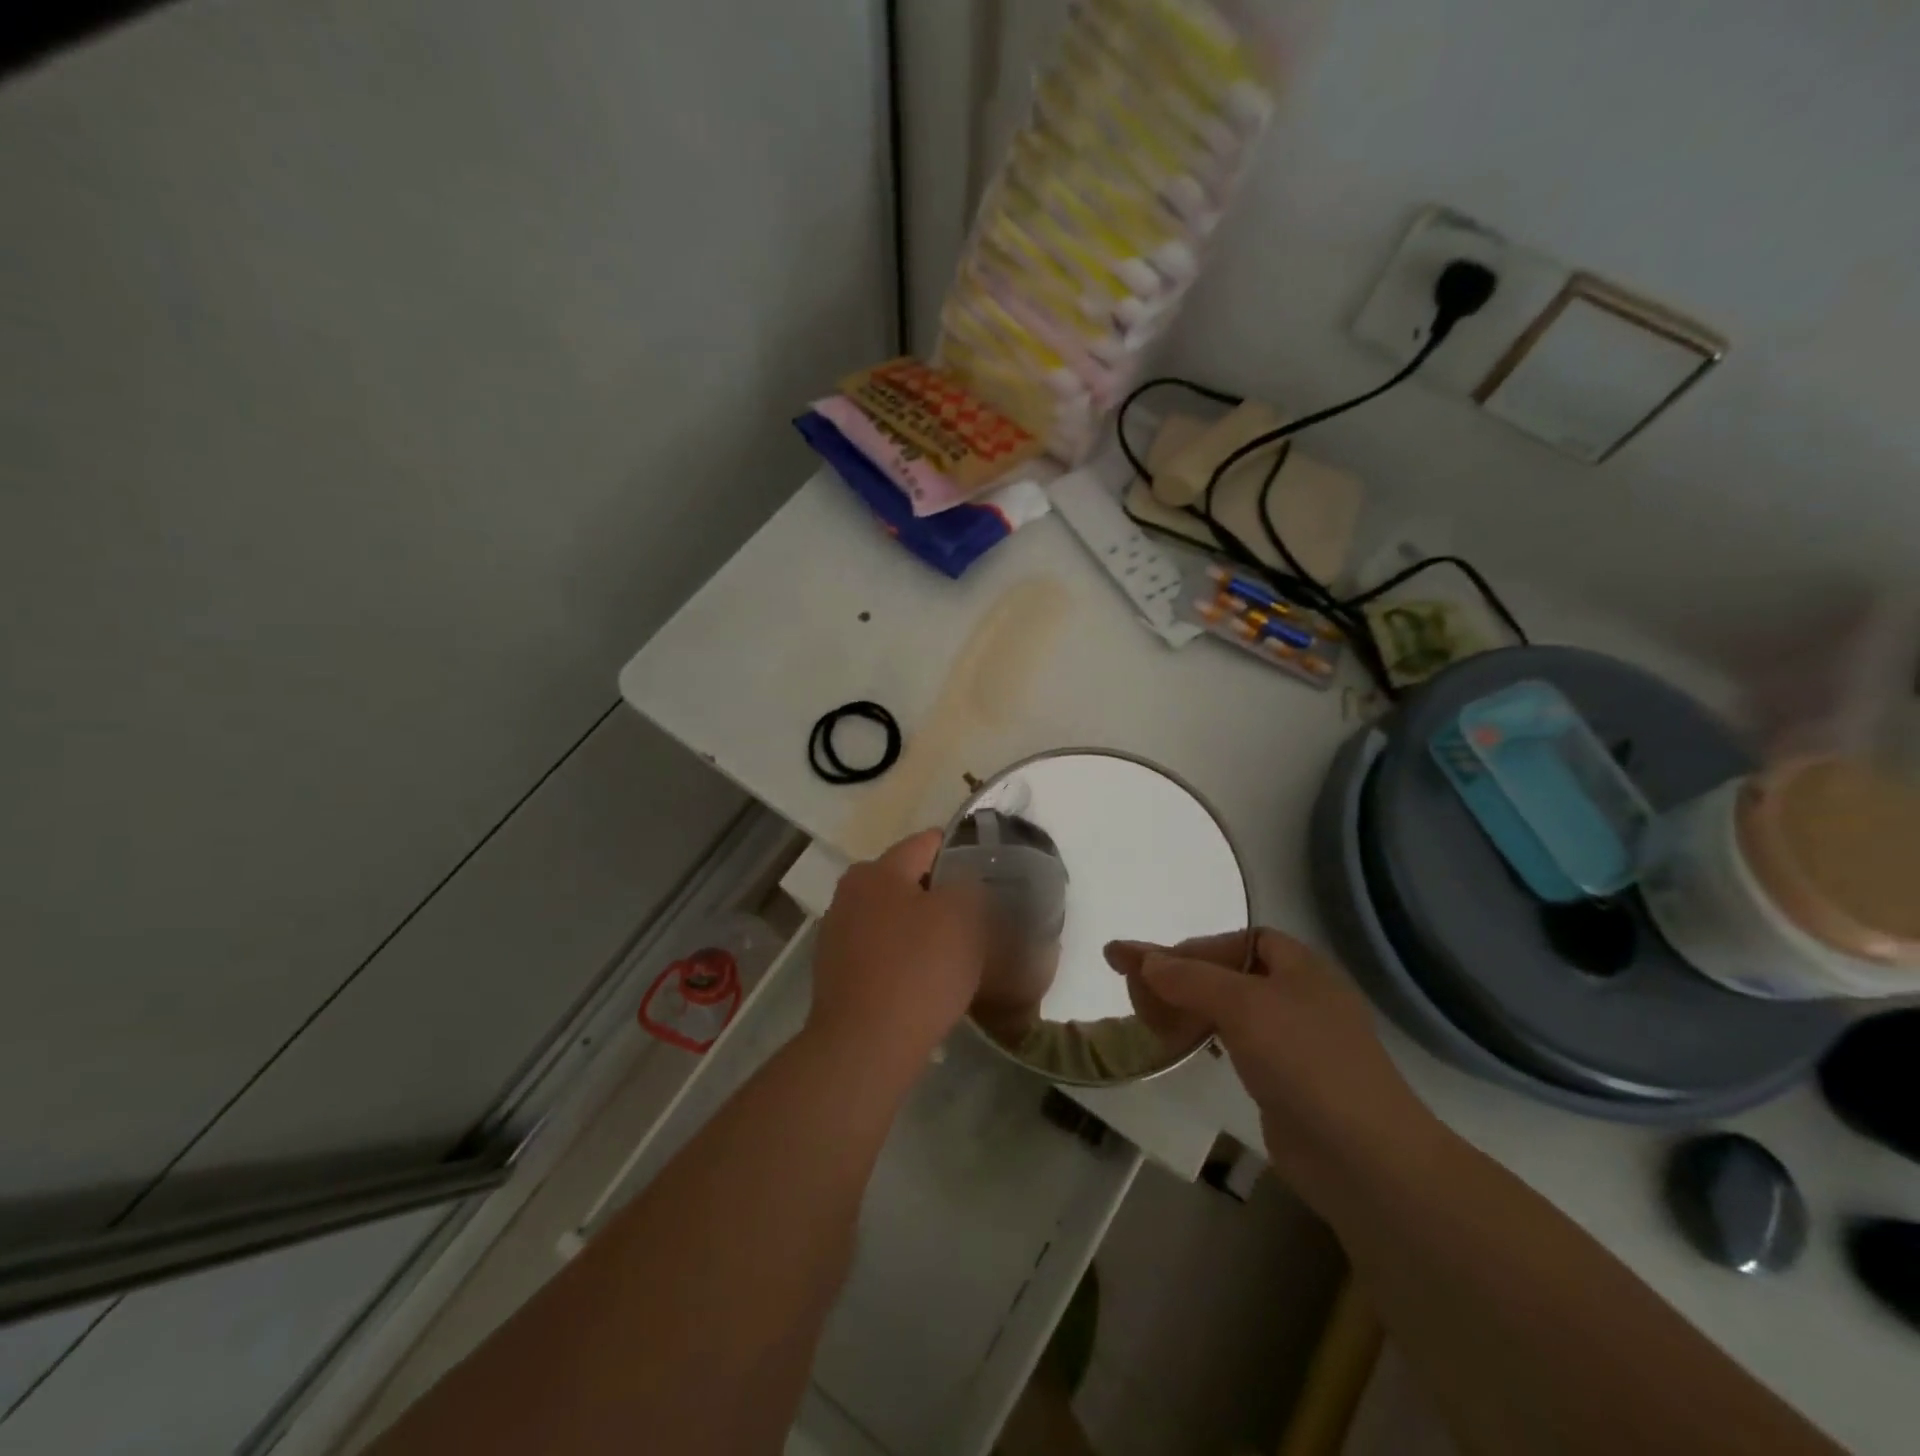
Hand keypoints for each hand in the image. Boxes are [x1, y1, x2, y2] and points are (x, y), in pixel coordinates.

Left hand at [809, 830, 987, 1074]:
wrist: (865, 1047)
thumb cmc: (918, 971)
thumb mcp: (963, 915)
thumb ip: (968, 885)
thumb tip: (960, 885)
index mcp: (877, 870)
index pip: (927, 843)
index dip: (961, 851)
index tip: (988, 872)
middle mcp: (849, 893)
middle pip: (906, 881)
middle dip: (939, 894)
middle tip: (975, 917)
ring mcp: (837, 935)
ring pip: (892, 918)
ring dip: (919, 929)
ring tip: (953, 954)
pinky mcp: (835, 974)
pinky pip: (880, 953)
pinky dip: (901, 960)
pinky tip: (923, 983)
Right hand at [1108, 929, 1442, 1213]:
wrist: (1364, 1158)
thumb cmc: (1305, 1061)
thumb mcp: (1242, 1005)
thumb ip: (1188, 977)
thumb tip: (1141, 959)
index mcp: (1301, 967)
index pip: (1239, 940)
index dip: (1195, 948)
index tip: (1154, 967)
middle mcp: (1299, 997)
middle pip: (1228, 974)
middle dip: (1182, 979)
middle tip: (1138, 995)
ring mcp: (1295, 1042)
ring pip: (1229, 1011)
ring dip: (1189, 1009)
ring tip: (1149, 1021)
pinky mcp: (1286, 1081)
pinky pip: (1236, 1045)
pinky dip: (1205, 1039)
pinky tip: (1184, 1048)